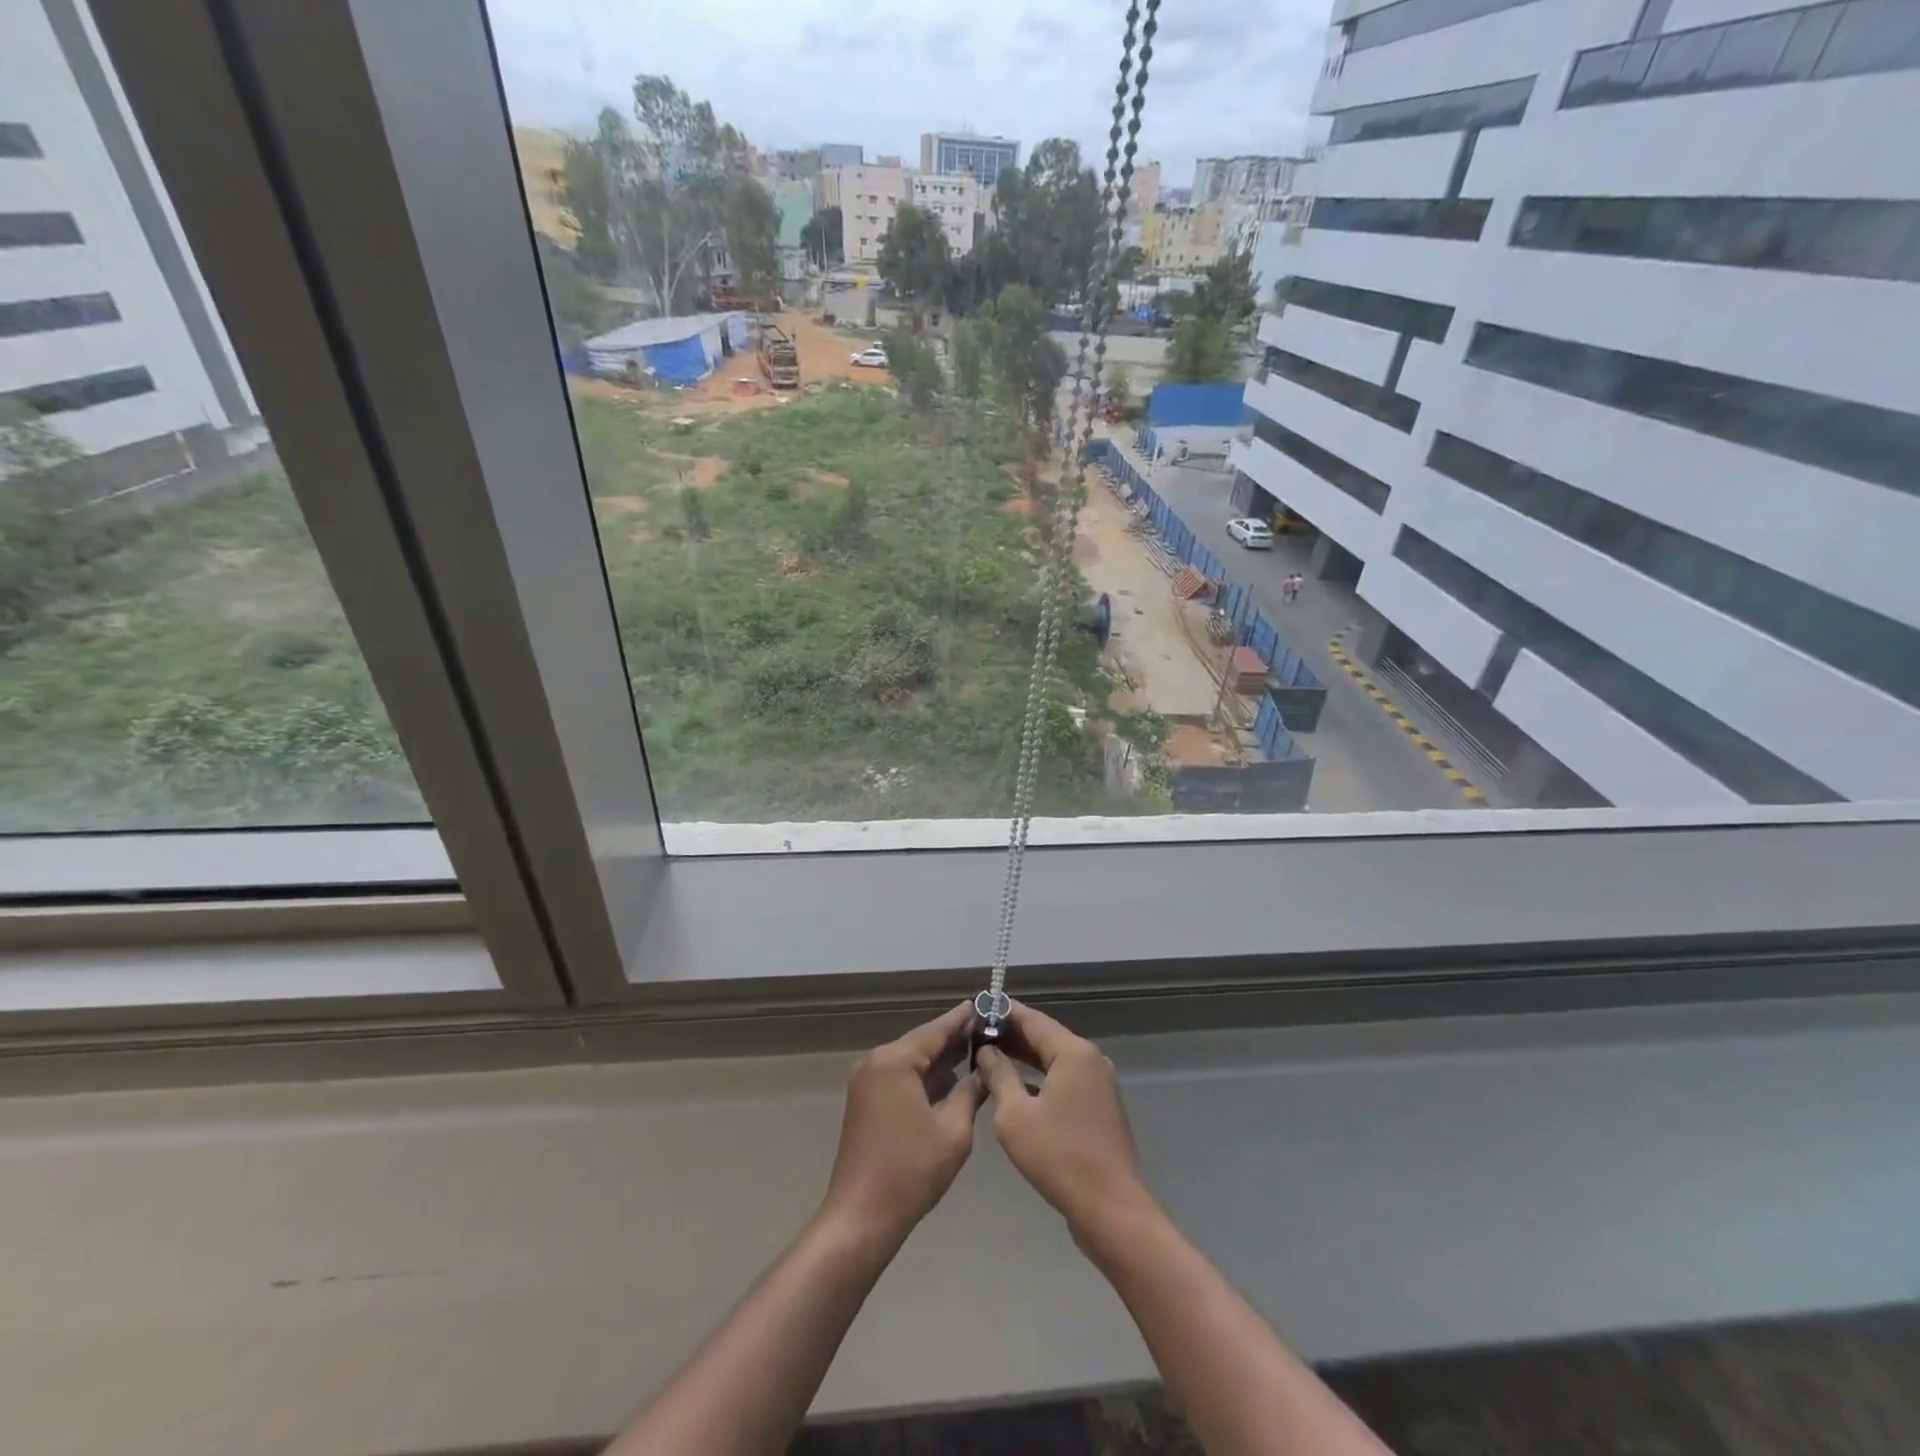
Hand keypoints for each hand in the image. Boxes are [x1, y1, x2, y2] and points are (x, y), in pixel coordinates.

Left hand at [820, 1002, 986, 1245]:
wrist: (861, 1218)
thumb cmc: (911, 1171)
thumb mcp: (953, 1131)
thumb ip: (971, 1092)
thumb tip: (984, 1070)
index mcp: (894, 1061)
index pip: (935, 1030)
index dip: (962, 1019)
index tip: (984, 1004)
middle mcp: (876, 1062)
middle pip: (921, 1043)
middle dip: (953, 1039)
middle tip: (989, 1030)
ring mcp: (866, 1082)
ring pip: (911, 1061)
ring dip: (940, 1060)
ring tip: (976, 1052)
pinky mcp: (865, 1102)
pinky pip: (900, 1078)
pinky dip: (924, 1078)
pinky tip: (950, 1081)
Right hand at [975, 1002, 1153, 1243]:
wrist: (1111, 1210)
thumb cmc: (1059, 1157)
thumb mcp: (1015, 1115)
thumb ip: (999, 1076)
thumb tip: (986, 1051)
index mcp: (1073, 1052)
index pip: (1032, 1019)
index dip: (1003, 1013)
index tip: (977, 1008)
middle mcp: (1090, 1060)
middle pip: (1046, 1037)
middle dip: (1012, 1035)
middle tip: (976, 1034)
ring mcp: (1099, 1084)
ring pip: (1055, 1060)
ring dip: (1025, 1058)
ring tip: (989, 1056)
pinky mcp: (1100, 1108)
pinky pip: (1065, 1080)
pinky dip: (1040, 1078)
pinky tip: (1016, 1087)